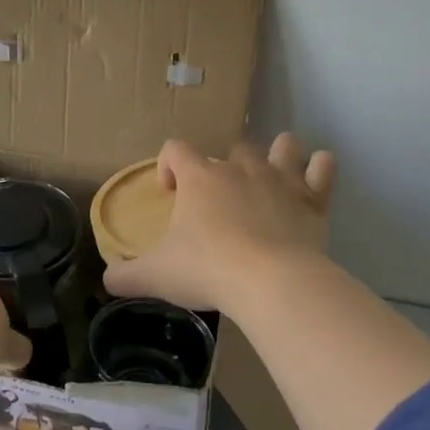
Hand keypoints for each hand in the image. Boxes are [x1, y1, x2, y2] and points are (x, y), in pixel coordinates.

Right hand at [103, 133, 336, 312]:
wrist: (271, 282)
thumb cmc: (207, 270)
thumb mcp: (155, 276)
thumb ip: (125, 276)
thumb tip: (107, 279)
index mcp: (199, 179)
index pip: (176, 149)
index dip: (168, 164)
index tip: (168, 192)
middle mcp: (239, 170)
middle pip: (232, 148)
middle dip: (225, 166)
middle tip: (220, 199)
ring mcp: (280, 180)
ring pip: (282, 147)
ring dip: (277, 154)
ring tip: (272, 171)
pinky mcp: (312, 201)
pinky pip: (322, 171)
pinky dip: (321, 169)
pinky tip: (317, 172)